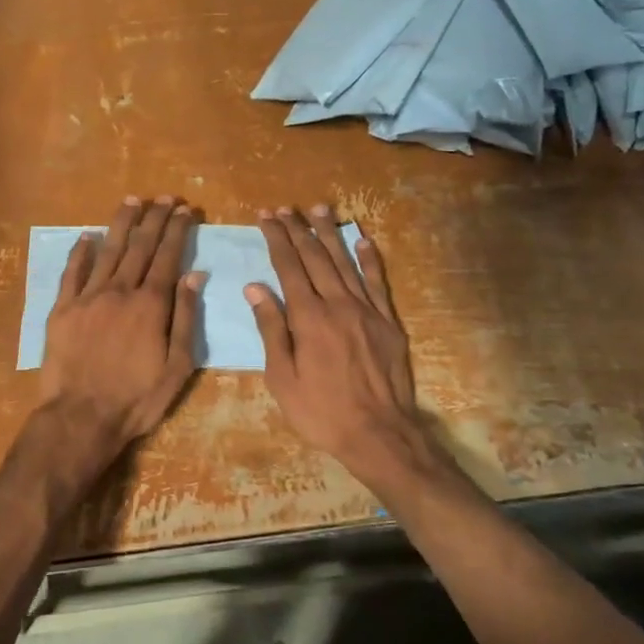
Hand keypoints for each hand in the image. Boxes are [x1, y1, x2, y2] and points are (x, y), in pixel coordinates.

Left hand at [39, 196, 202, 456]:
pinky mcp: (62, 309)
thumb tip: (194, 274)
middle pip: (139, 245)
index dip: (177, 230)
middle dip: (154, 218)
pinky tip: (87, 236)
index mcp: (151, 304)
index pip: (167, 256)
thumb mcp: (177, 366)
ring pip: (107, 250)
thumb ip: (185, 317)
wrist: (80, 417)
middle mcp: (119, 291)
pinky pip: (72, 272)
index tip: (185, 209)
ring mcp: (87, 297)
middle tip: (164, 197)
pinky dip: (80, 251)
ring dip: (121, 223)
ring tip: (132, 200)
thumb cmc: (136, 399)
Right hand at [245, 205, 427, 484]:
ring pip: (345, 262)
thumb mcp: (282, 378)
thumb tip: (255, 287)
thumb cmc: (320, 412)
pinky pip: (377, 282)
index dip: (277, 239)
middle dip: (298, 230)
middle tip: (285, 208)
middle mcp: (338, 304)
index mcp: (308, 318)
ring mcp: (367, 311)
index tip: (266, 217)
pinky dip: (369, 259)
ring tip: (319, 209)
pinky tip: (362, 240)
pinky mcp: (388, 322)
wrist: (379, 434)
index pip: (289, 267)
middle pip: (316, 258)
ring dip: (330, 234)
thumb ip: (270, 329)